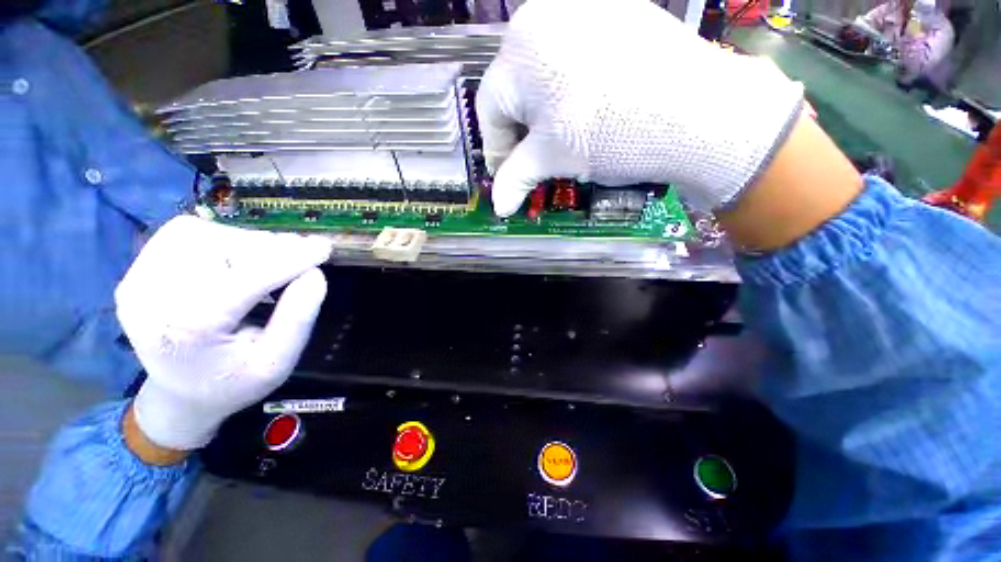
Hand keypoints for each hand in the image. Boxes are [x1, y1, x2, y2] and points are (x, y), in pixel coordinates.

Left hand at [115, 216, 331, 450]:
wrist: (179, 395)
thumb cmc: (234, 382)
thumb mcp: (278, 363)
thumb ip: (298, 319)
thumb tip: (314, 273)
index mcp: (189, 330)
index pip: (248, 278)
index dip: (291, 259)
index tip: (324, 248)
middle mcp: (152, 299)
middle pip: (221, 249)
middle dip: (269, 249)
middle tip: (299, 259)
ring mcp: (137, 282)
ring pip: (202, 234)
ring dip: (245, 242)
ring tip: (268, 263)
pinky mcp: (135, 272)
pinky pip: (182, 234)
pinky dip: (219, 237)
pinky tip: (235, 259)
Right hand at [476, 0, 803, 216]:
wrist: (696, 111)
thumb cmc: (608, 136)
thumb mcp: (552, 160)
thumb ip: (515, 180)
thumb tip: (497, 207)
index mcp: (517, 50)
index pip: (489, 110)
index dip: (498, 149)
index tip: (510, 175)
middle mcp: (541, 15)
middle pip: (515, 88)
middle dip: (523, 129)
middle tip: (540, 157)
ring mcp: (581, 6)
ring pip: (543, 70)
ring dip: (546, 108)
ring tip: (568, 134)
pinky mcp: (614, 10)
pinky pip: (575, 53)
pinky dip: (573, 84)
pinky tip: (593, 105)